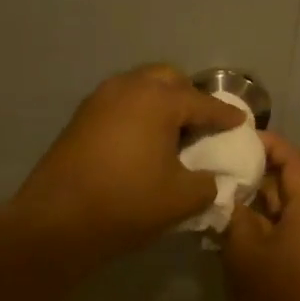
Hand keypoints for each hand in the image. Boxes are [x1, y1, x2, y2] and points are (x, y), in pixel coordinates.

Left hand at [8, 65, 244, 265]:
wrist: (58, 220)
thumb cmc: (127, 203)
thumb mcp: (182, 198)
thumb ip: (209, 183)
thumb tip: (213, 178)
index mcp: (158, 100)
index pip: (203, 103)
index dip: (225, 115)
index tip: (241, 122)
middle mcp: (128, 87)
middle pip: (168, 80)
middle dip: (190, 97)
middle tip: (203, 123)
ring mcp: (99, 99)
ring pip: (140, 87)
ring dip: (161, 103)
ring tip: (174, 132)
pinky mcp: (81, 117)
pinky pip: (120, 103)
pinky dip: (138, 113)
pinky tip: (143, 141)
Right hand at [221, 131, 299, 300]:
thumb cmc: (278, 297)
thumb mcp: (245, 251)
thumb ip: (233, 215)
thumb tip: (224, 192)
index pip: (291, 159)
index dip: (266, 142)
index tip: (234, 136)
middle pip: (286, 183)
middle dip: (253, 170)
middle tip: (216, 162)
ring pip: (280, 209)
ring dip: (252, 199)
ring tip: (215, 191)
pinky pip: (279, 231)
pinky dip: (257, 223)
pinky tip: (227, 228)